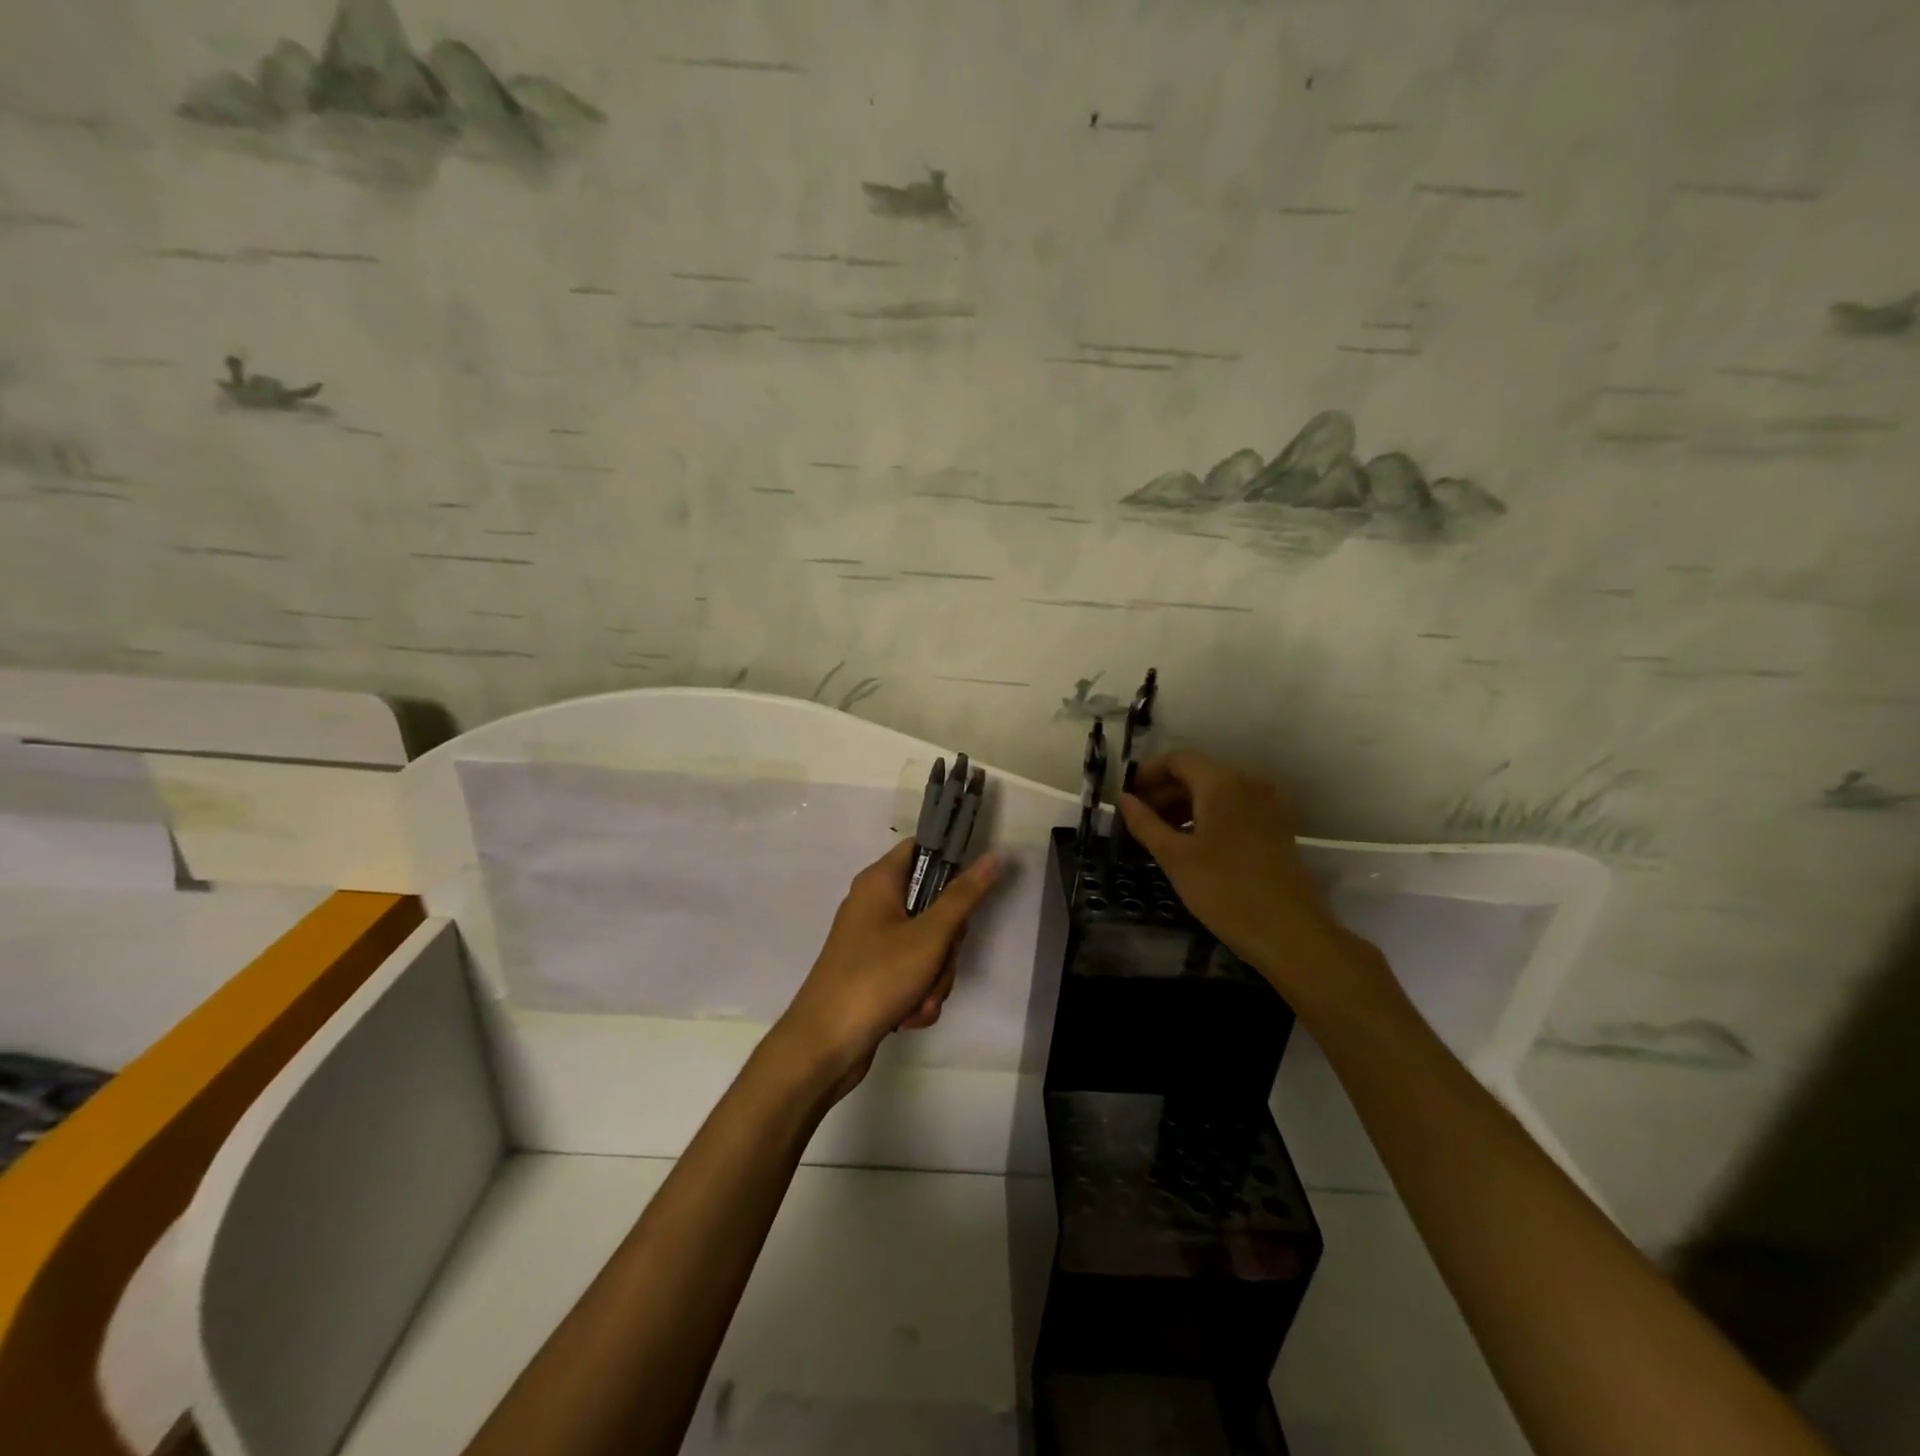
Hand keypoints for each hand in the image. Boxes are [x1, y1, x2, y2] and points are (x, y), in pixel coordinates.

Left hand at [771, 840, 1001, 1101]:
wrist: (824, 1045)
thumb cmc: (876, 978)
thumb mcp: (929, 936)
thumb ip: (964, 896)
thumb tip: (993, 856)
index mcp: (879, 882)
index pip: (921, 849)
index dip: (950, 864)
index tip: (972, 892)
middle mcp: (874, 905)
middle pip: (933, 905)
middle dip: (947, 944)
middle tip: (939, 959)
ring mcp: (872, 941)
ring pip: (928, 945)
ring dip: (935, 976)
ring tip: (921, 999)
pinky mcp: (874, 973)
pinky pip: (912, 973)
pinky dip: (918, 994)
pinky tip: (909, 1015)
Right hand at [1118, 751, 1398, 1023]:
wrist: (1287, 930)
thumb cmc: (1223, 889)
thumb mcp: (1174, 856)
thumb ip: (1144, 822)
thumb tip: (1123, 799)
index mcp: (1221, 783)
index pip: (1177, 759)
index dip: (1148, 774)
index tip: (1128, 798)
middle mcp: (1247, 783)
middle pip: (1197, 773)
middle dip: (1164, 791)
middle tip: (1139, 821)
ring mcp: (1266, 805)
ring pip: (1216, 792)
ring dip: (1185, 805)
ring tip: (1161, 836)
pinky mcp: (1275, 827)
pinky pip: (1234, 808)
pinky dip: (1208, 816)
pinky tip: (1193, 846)